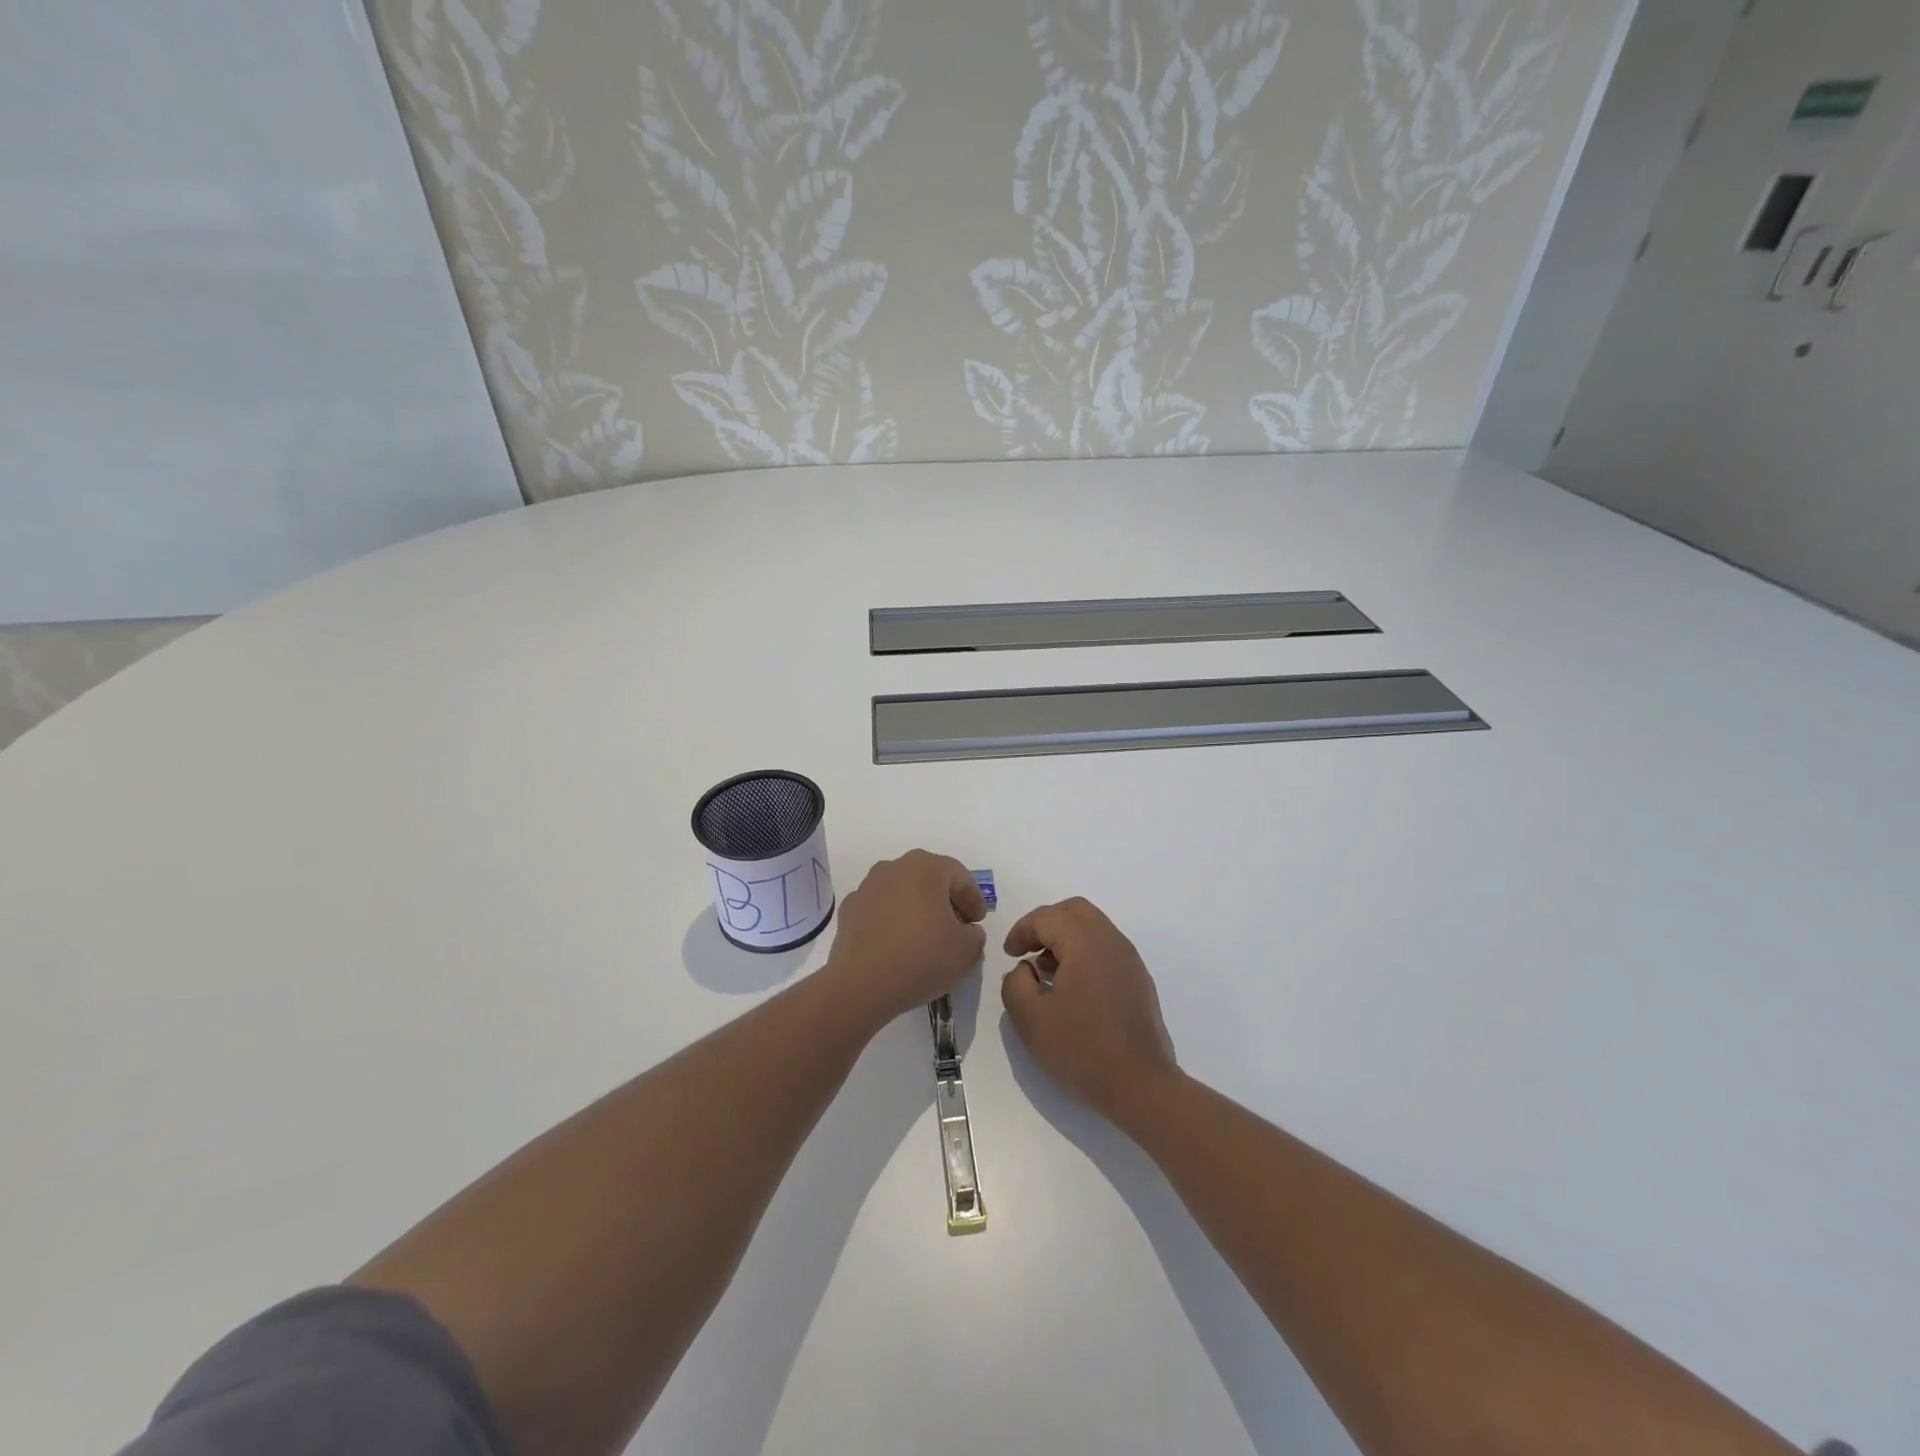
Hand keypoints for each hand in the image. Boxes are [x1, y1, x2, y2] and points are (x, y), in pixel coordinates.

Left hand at [825, 850, 987, 1022]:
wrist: (862, 984)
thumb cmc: (922, 957)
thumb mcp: (967, 949)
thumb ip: (975, 934)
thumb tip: (965, 931)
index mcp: (926, 867)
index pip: (960, 876)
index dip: (974, 900)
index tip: (978, 922)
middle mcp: (894, 867)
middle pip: (929, 879)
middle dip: (945, 901)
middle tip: (957, 927)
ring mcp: (867, 887)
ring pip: (902, 893)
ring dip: (917, 910)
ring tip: (926, 939)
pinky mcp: (849, 911)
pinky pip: (880, 911)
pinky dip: (892, 922)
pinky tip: (898, 946)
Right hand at [1001, 897, 1178, 1123]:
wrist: (1142, 1087)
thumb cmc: (1082, 1050)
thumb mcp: (1030, 1020)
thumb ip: (1015, 984)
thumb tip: (1025, 969)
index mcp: (1086, 942)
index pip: (1047, 916)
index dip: (1022, 930)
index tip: (1008, 955)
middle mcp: (1112, 941)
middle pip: (1075, 911)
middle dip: (1046, 925)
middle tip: (1027, 951)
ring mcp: (1130, 960)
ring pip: (1093, 928)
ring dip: (1066, 939)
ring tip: (1046, 973)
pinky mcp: (1139, 981)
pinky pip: (1106, 950)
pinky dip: (1084, 954)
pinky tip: (1072, 990)